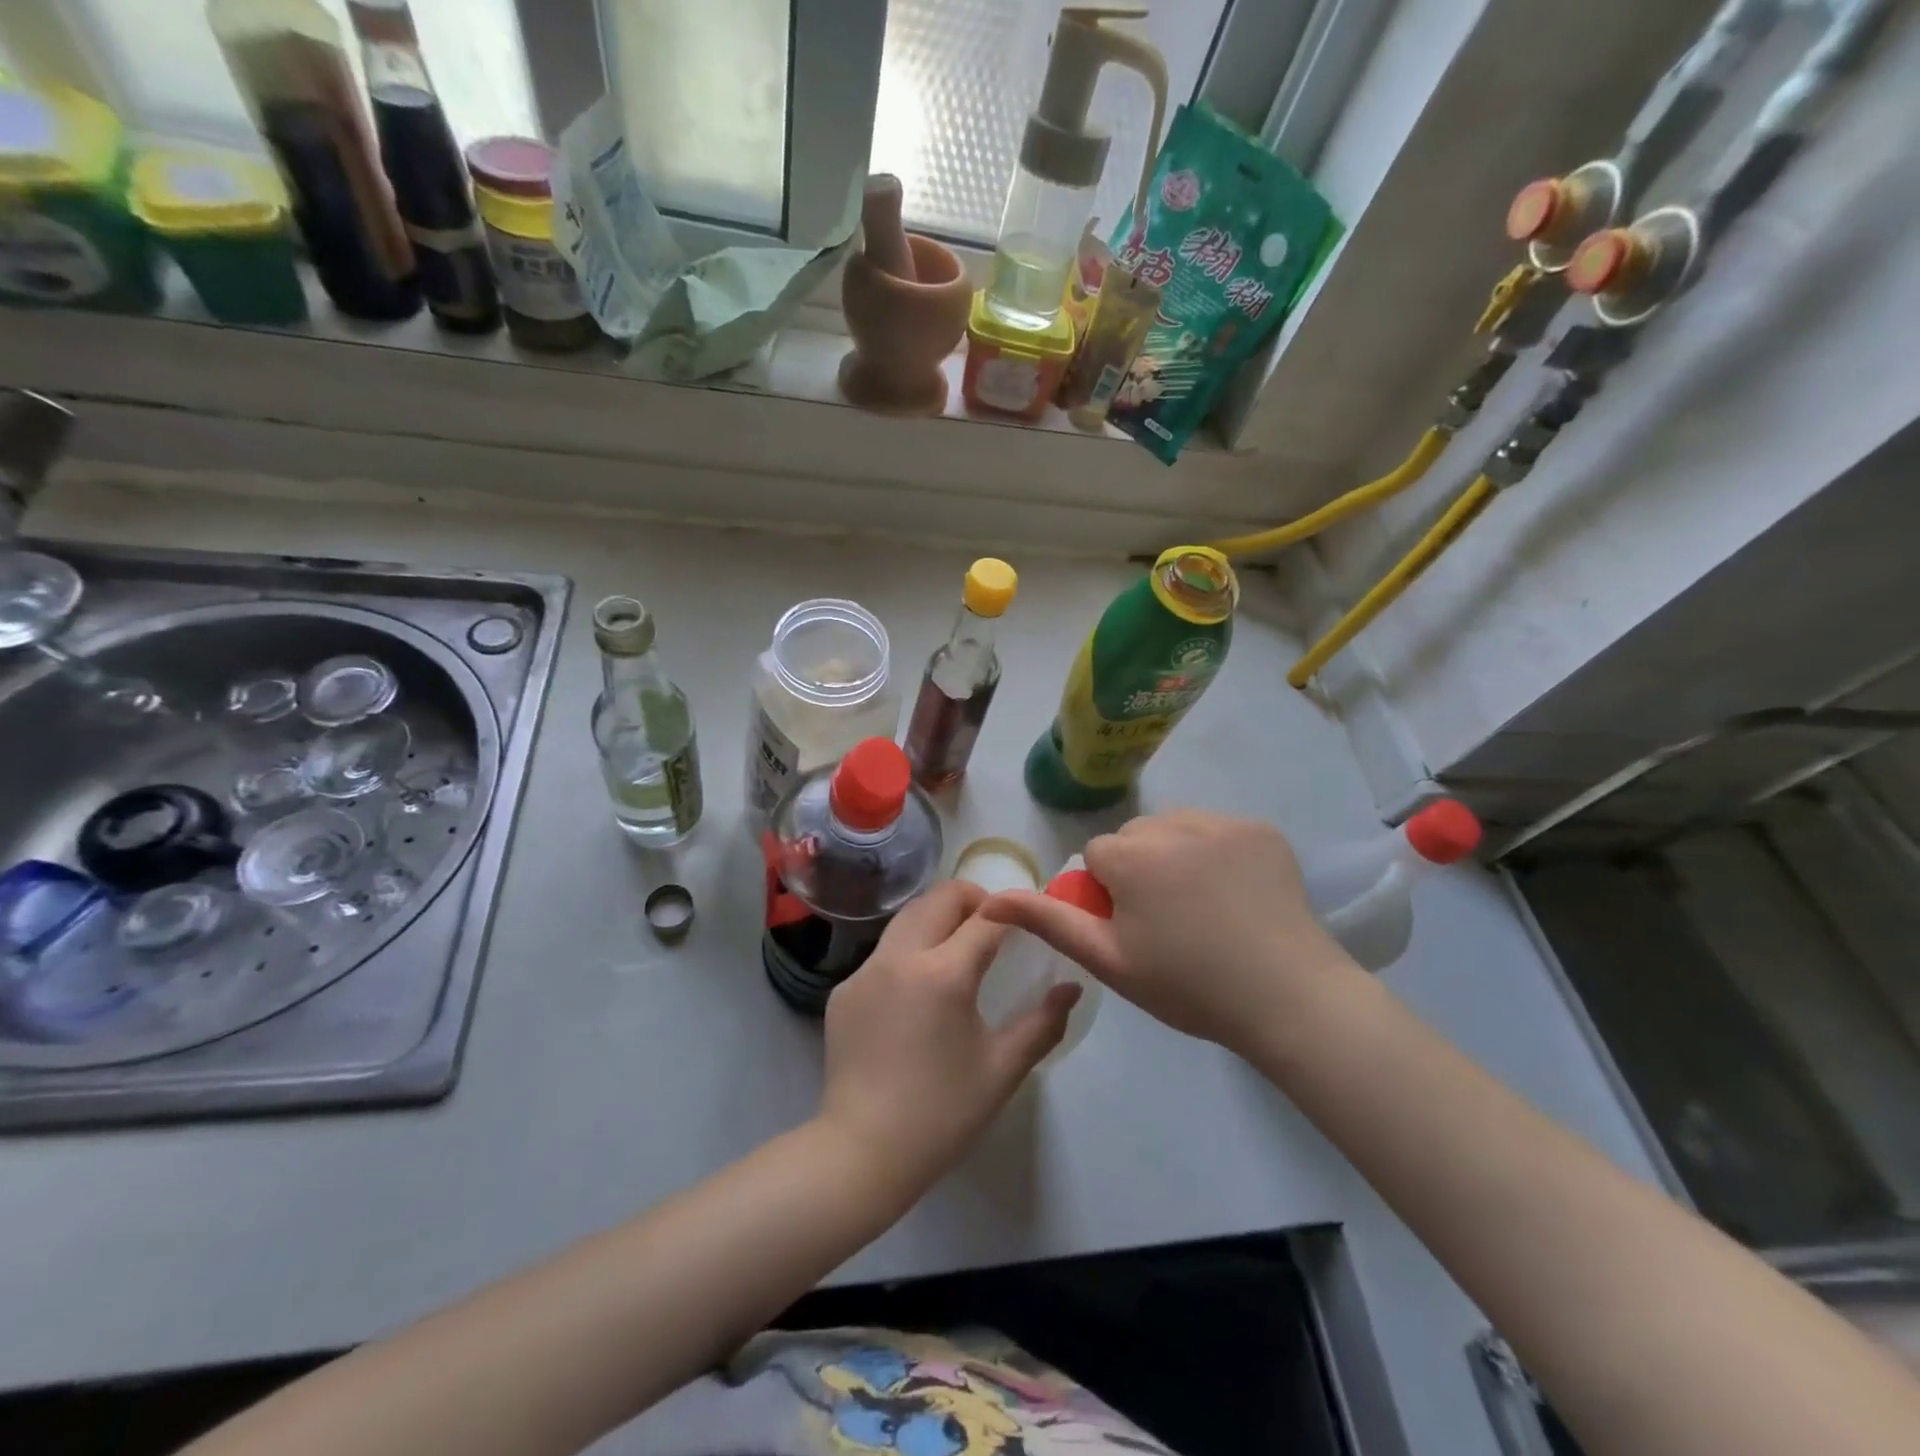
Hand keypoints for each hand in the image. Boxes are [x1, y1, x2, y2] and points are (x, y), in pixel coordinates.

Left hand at [819, 880, 1079, 1194]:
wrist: (862, 1152)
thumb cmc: (942, 1113)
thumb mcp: (1002, 1069)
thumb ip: (1043, 1023)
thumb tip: (1071, 988)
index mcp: (943, 973)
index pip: (986, 919)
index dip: (1012, 911)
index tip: (1027, 918)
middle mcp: (900, 957)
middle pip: (938, 898)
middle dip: (971, 899)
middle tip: (992, 925)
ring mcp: (865, 971)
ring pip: (906, 918)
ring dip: (937, 918)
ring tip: (958, 947)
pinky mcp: (844, 990)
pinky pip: (884, 952)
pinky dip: (909, 951)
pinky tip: (918, 991)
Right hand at [981, 810, 1357, 1056]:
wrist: (1288, 998)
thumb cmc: (1188, 985)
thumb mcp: (1108, 960)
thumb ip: (1048, 921)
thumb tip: (991, 898)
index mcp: (1131, 855)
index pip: (1097, 856)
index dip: (1110, 894)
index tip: (1137, 930)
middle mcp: (1173, 823)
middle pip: (1135, 837)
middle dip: (1139, 869)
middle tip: (1169, 922)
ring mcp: (1223, 822)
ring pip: (1174, 828)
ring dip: (1175, 854)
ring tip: (1203, 906)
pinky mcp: (1261, 829)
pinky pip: (1217, 830)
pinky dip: (1217, 852)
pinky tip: (1235, 893)